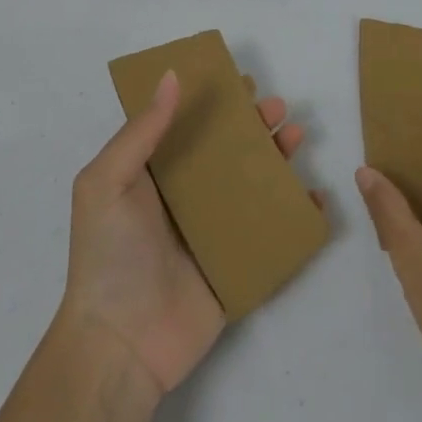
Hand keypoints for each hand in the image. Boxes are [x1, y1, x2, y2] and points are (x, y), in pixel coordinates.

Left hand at [59, 72, 309, 397]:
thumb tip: (171, 76)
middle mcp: (185, 198)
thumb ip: (142, 131)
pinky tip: (314, 197)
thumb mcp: (107, 182)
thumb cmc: (109, 254)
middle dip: (254, 126)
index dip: (214, 102)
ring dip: (277, 160)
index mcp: (153, 176)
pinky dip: (295, 215)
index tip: (242, 82)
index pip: (188, 126)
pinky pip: (272, 233)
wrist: (120, 345)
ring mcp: (213, 232)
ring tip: (297, 136)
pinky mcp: (236, 265)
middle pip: (227, 152)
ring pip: (253, 186)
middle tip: (278, 107)